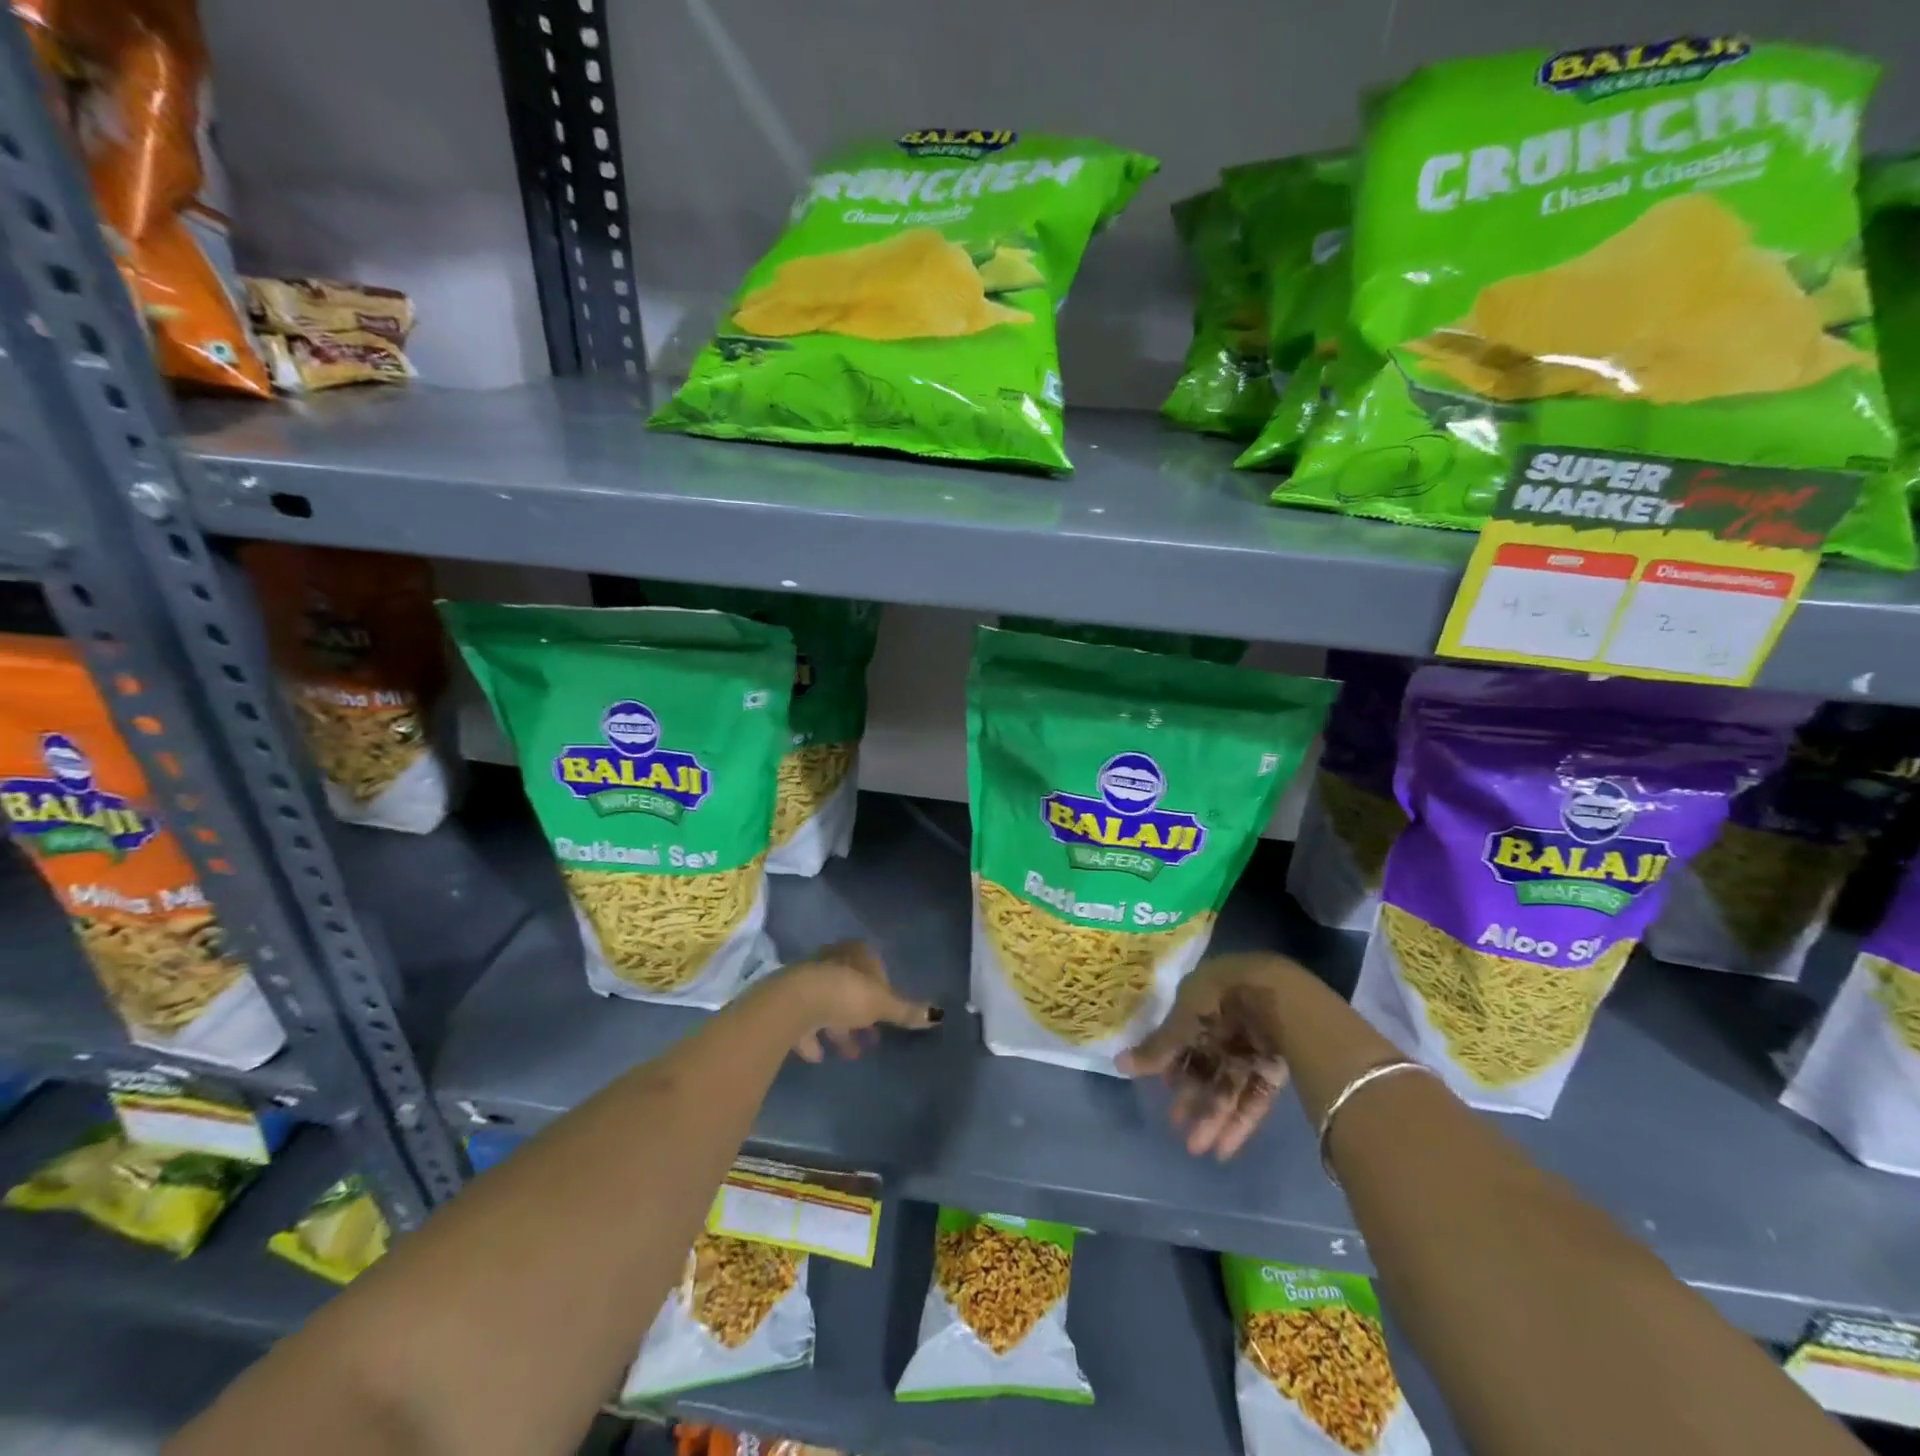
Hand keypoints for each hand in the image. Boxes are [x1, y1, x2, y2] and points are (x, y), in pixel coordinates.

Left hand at [778, 940, 941, 1062]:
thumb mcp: (882, 1004)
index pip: (874, 966)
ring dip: (839, 1028)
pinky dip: (813, 1038)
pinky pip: (805, 1022)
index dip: (882, 989)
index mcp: (856, 954)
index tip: (887, 1013)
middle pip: (851, 987)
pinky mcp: (789, 1003)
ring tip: (851, 1053)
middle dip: (861, 1012)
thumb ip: (906, 1011)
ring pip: (829, 1005)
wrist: (793, 1003)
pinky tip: (819, 1056)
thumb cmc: (845, 994)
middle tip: (872, 1038)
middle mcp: (832, 961)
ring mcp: (808, 981)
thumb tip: (938, 1015)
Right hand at [1119, 953, 1298, 1159]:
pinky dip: (1239, 1122)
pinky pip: (1253, 1097)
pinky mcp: (1274, 1068)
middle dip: (1192, 1098)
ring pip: (1228, 1086)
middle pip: (1206, 1066)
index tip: (1162, 1090)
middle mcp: (1225, 1025)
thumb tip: (1118, 1063)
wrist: (1277, 998)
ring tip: (1197, 1148)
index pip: (1183, 1038)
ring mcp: (1252, 1047)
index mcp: (1201, 1004)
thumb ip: (1156, 1048)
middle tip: (1177, 1127)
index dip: (1172, 1066)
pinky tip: (1224, 1149)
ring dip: (1213, 1117)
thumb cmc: (1218, 1000)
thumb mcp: (1181, 1023)